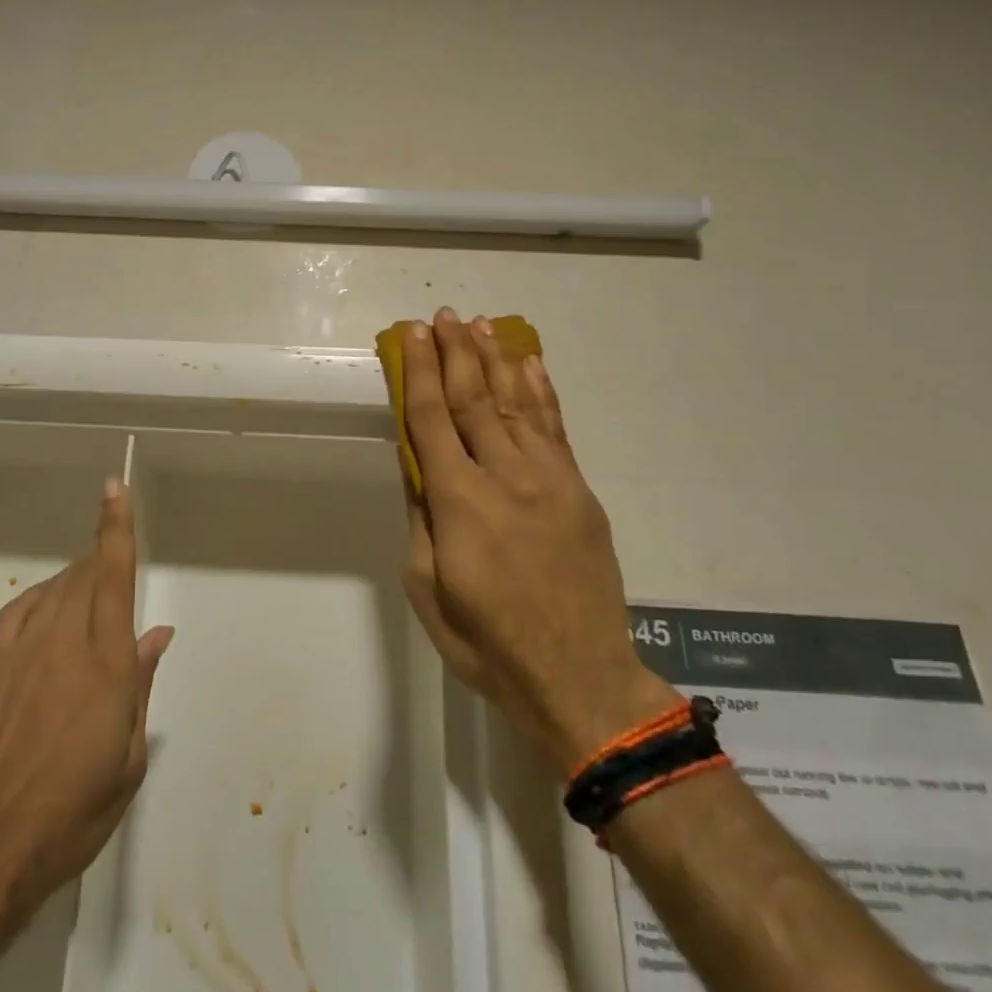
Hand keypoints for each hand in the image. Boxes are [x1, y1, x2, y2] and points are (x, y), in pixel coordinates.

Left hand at [0, 478, 173, 919]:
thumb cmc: (73, 810)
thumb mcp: (128, 757)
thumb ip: (141, 684)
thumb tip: (157, 633)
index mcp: (105, 661)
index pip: (114, 574)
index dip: (116, 526)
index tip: (115, 487)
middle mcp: (63, 640)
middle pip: (86, 574)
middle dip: (102, 558)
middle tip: (115, 569)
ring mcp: (20, 649)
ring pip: (55, 588)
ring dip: (76, 580)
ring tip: (88, 596)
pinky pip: (20, 610)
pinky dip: (41, 598)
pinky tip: (48, 608)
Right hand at [396, 308, 675, 770]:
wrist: (578, 676)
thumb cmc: (486, 640)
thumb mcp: (427, 587)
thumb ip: (421, 518)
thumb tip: (416, 465)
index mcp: (460, 503)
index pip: (432, 419)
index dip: (419, 372)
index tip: (412, 334)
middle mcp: (505, 477)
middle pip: (475, 399)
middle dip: (456, 352)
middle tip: (444, 315)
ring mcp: (550, 480)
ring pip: (517, 403)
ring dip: (497, 360)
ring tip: (482, 325)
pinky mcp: (579, 491)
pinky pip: (556, 428)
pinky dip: (541, 391)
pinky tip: (530, 364)